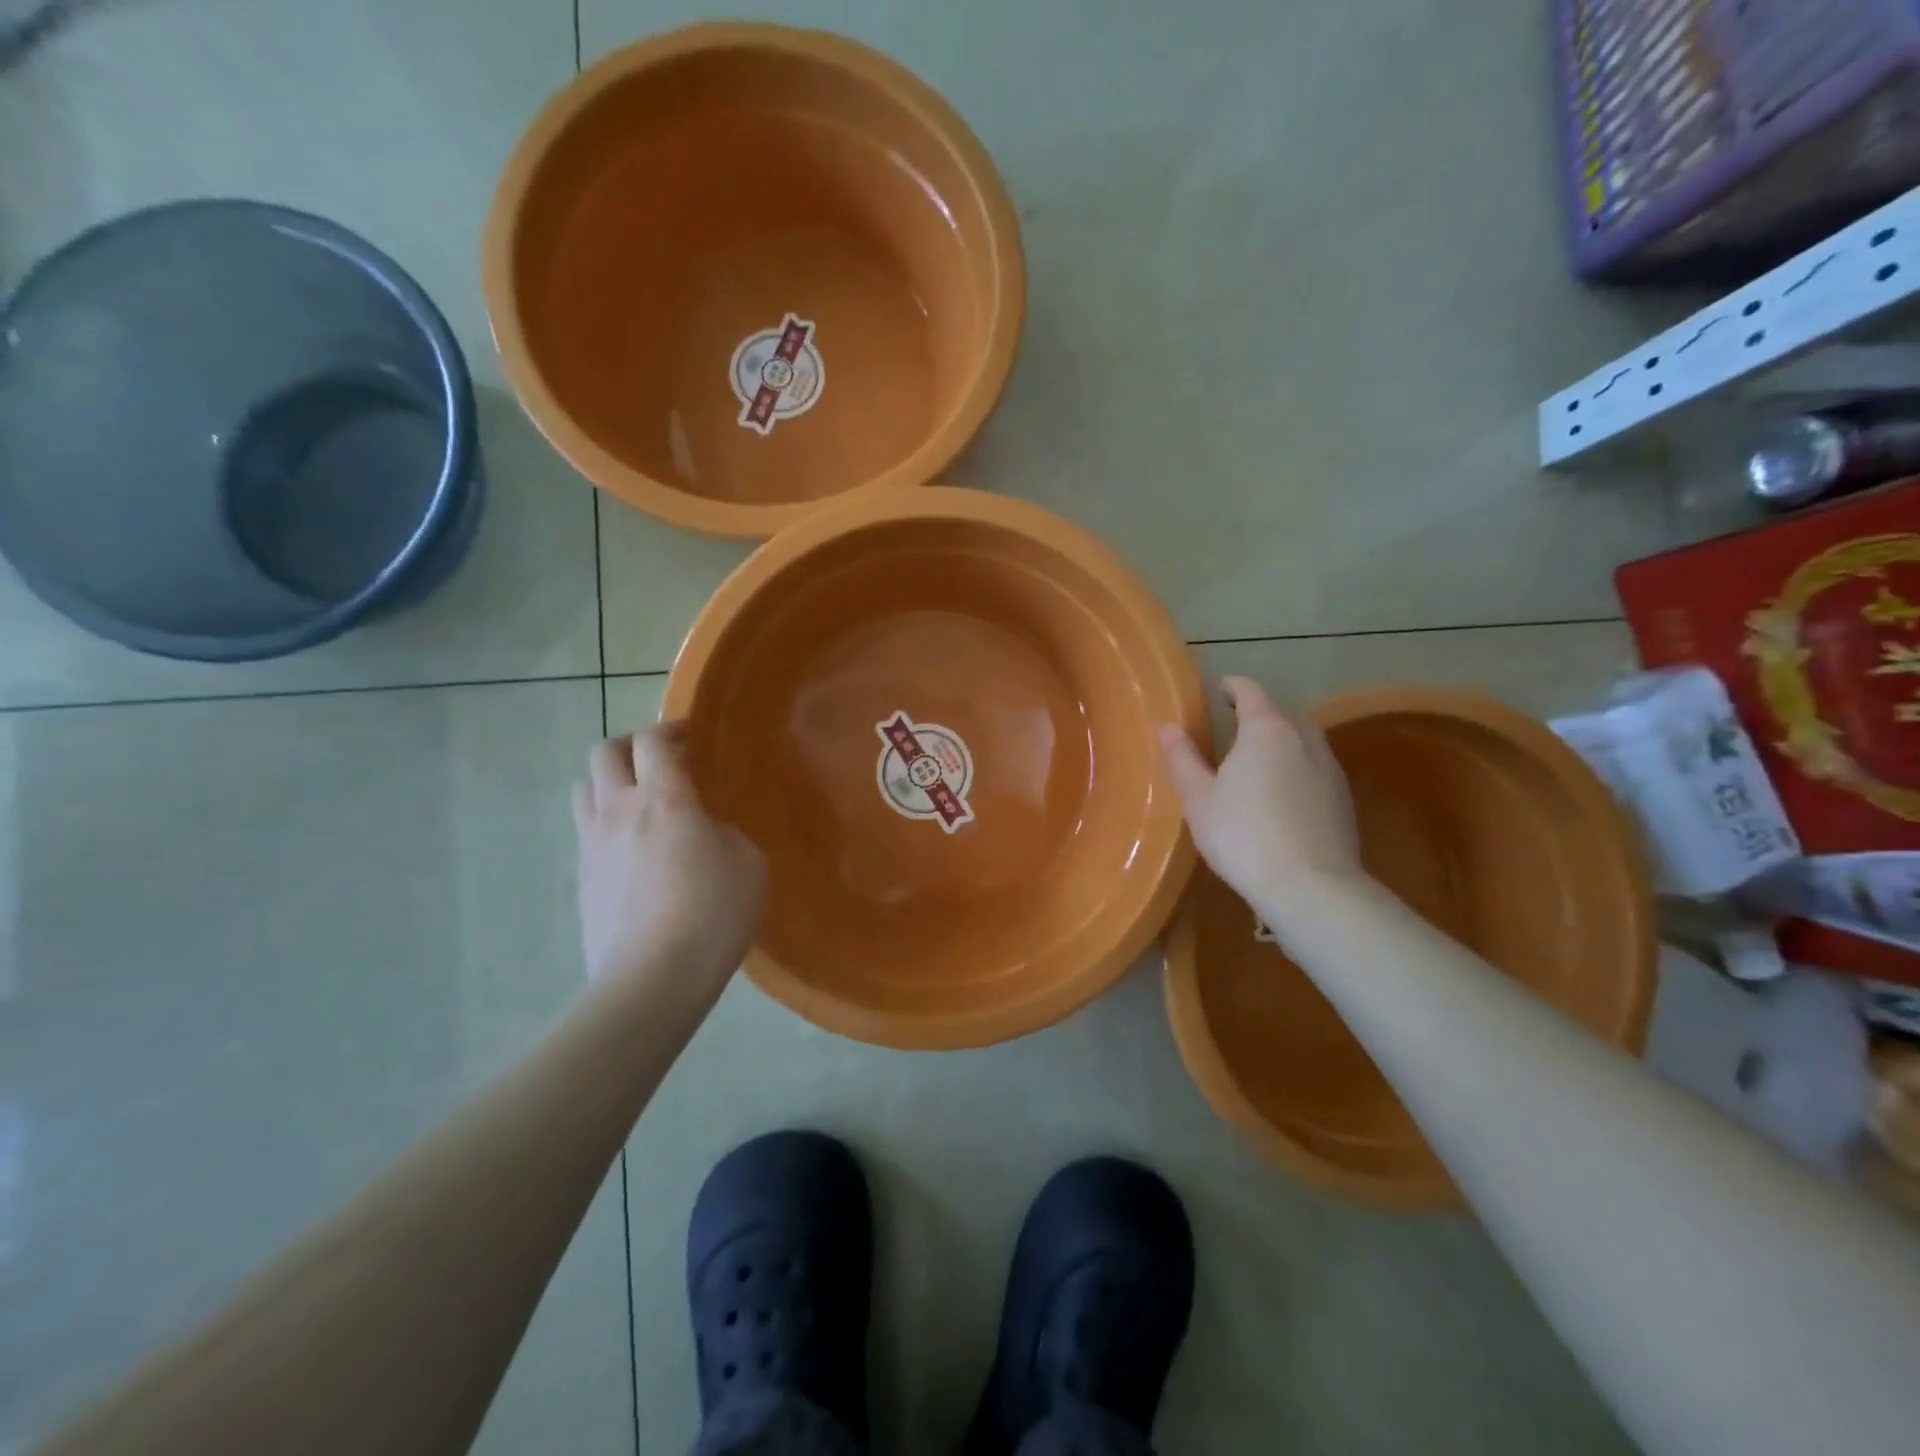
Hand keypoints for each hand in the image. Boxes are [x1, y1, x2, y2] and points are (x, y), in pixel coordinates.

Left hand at [572, 725, 766, 994]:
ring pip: (584, 788)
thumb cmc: (713, 914)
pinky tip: (633, 848)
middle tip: (660, 760)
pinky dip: (606, 822)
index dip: (669, 729)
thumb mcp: (749, 864)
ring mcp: (593, 845)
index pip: (652, 742)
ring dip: (609, 781)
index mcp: (665, 799)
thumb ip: (727, 834)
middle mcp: (620, 811)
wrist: (653, 979)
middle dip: (631, 746)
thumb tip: (706, 832)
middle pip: (605, 753)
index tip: (689, 735)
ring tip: (638, 798)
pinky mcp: (582, 878)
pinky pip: (586, 831)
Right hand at [1158, 677, 1364, 920]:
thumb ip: (1182, 758)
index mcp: (1266, 730)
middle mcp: (1304, 740)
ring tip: (1259, 760)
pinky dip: (1297, 768)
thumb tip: (1167, 726)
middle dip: (1260, 713)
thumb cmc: (1243, 836)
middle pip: (1283, 713)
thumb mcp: (1199, 799)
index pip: (1250, 691)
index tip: (1219, 689)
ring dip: (1282, 740)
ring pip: (1304, 740)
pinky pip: (1316, 768)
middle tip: (1234, 726)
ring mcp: (1330, 769)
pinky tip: (1283, 795)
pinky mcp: (1343, 800)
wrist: (1311, 887)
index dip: (1233, 686)